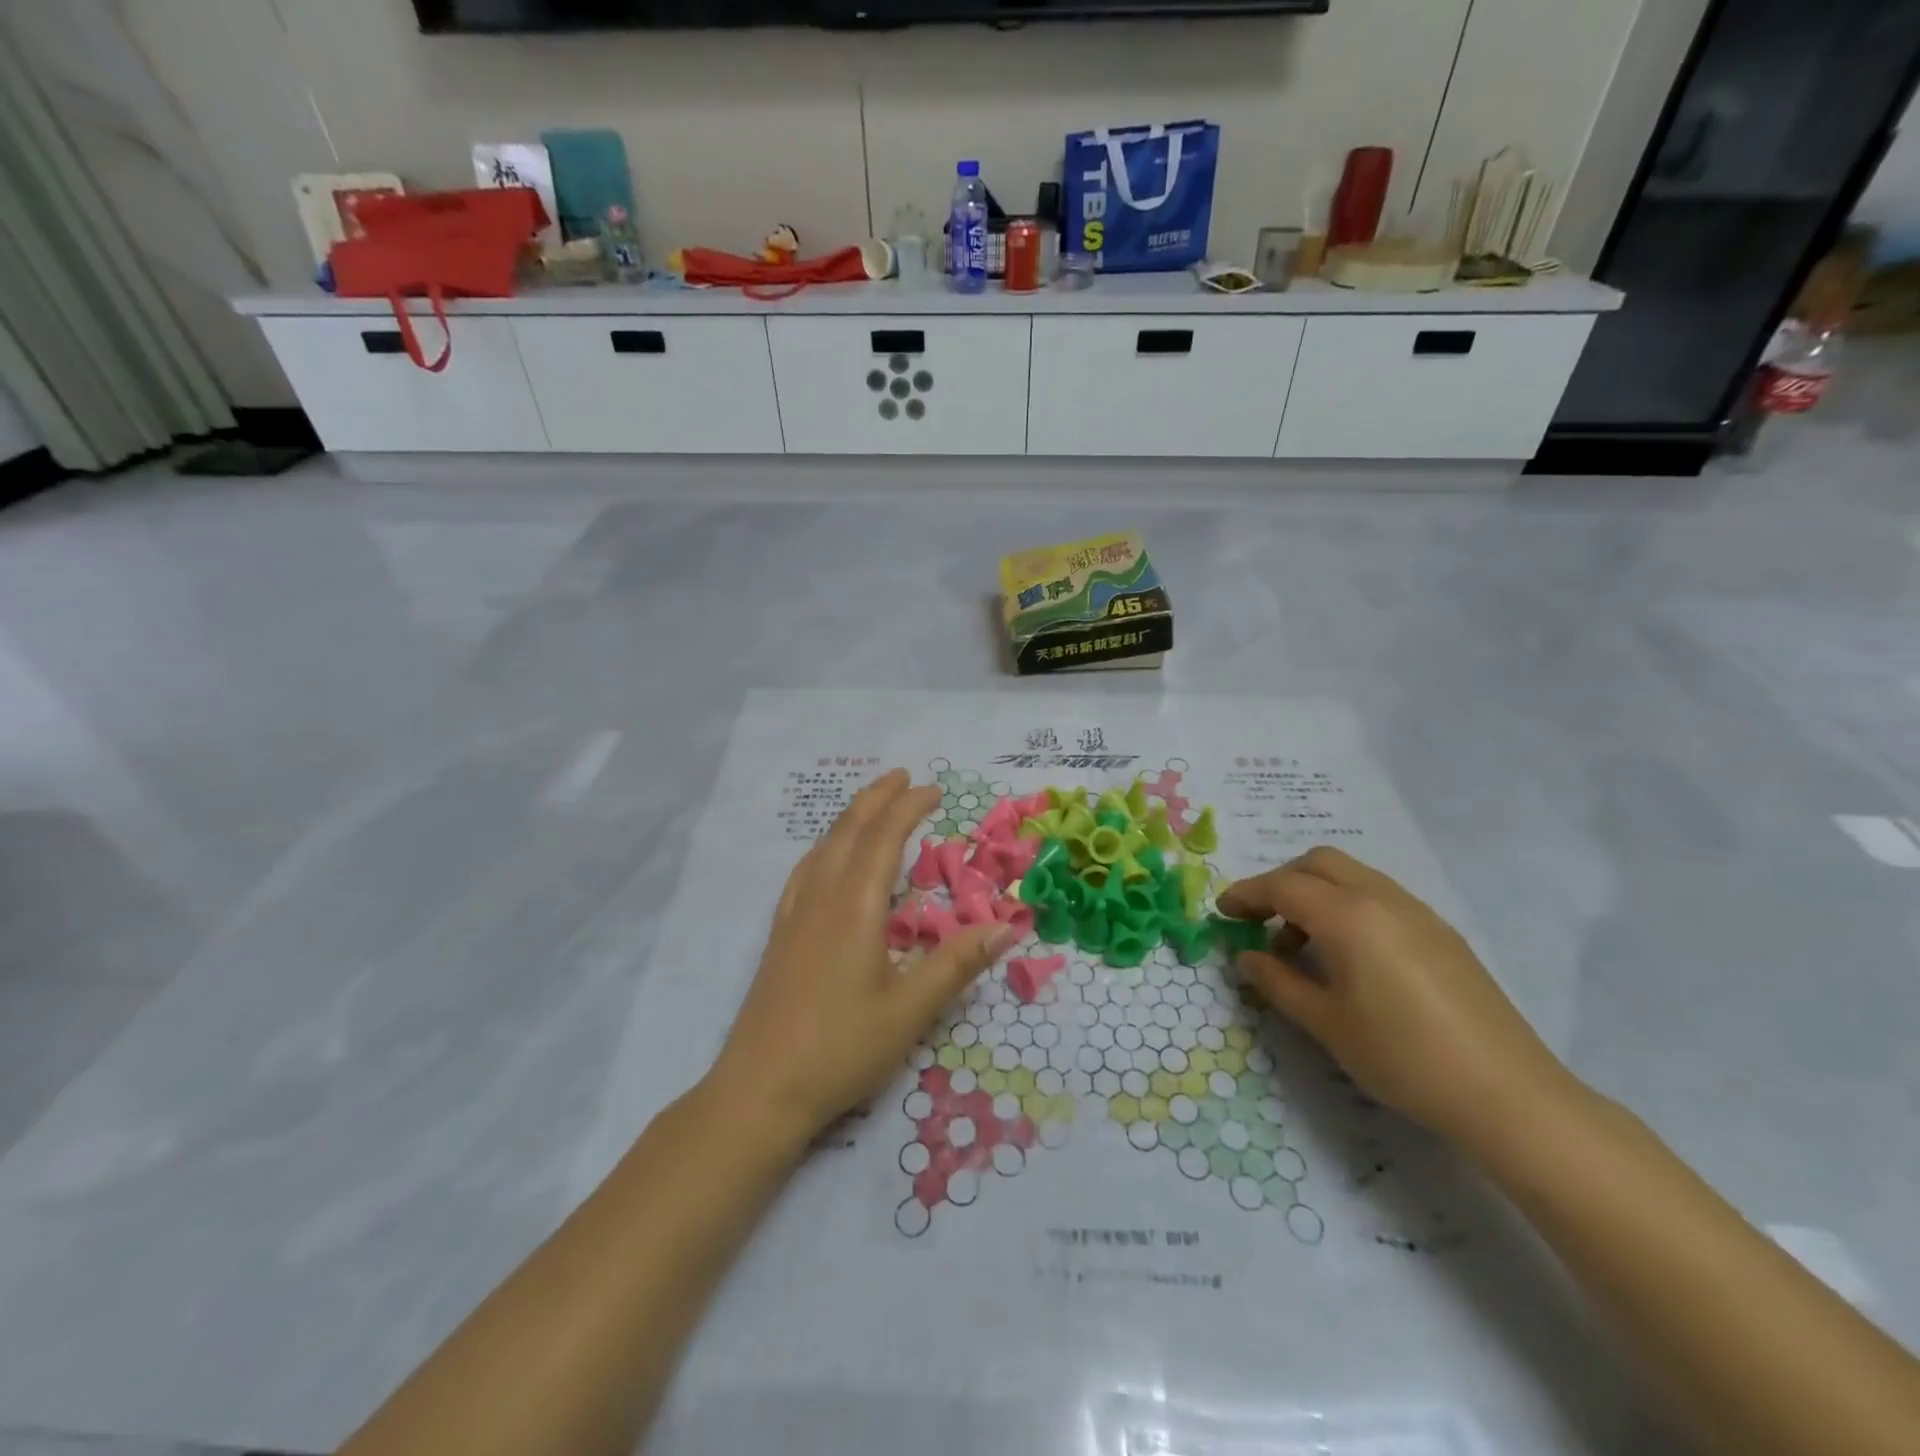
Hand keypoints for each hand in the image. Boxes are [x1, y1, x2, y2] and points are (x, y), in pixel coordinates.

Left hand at [707, 769, 1016, 1147]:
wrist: (760, 1090)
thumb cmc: (841, 1049)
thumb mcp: (910, 1010)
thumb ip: (957, 964)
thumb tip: (1007, 926)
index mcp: (855, 907)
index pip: (884, 838)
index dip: (909, 808)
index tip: (934, 789)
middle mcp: (822, 899)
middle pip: (849, 831)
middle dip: (877, 799)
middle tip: (903, 777)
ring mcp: (795, 916)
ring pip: (823, 848)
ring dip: (850, 818)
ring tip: (871, 804)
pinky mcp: (780, 935)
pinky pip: (804, 872)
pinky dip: (824, 848)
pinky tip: (825, 858)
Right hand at [1218, 847, 1574, 1148]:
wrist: (1508, 1094)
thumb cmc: (1402, 1058)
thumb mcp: (1326, 1023)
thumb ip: (1277, 982)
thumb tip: (1246, 956)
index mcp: (1349, 917)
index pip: (1283, 886)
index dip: (1246, 894)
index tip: (1222, 913)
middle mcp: (1382, 899)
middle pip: (1318, 863)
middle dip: (1280, 882)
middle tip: (1260, 922)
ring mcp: (1417, 911)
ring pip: (1351, 875)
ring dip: (1315, 893)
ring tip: (1303, 946)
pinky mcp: (1440, 931)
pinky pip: (1379, 895)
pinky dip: (1347, 905)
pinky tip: (1349, 955)